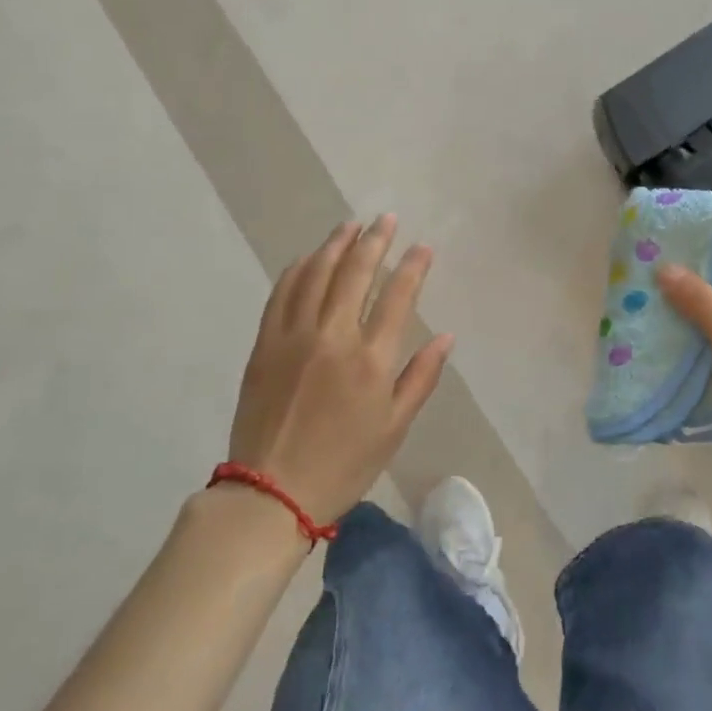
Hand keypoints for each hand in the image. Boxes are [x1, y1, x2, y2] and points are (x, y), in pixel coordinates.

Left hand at [228, 216, 453, 523]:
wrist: (272, 491)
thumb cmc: (344, 464)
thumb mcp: (394, 426)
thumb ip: (421, 377)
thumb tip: (446, 337)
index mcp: (370, 359)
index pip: (397, 296)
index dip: (413, 266)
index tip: (422, 246)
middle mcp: (332, 336)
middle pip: (355, 273)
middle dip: (374, 240)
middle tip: (386, 218)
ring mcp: (293, 336)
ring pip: (316, 274)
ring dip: (335, 245)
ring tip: (350, 226)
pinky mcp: (265, 344)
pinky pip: (281, 294)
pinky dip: (297, 269)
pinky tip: (308, 258)